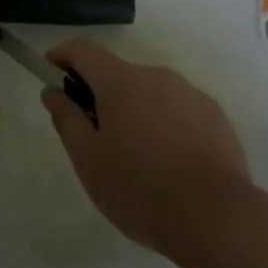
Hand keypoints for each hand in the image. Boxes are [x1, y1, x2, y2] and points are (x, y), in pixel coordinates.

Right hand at [41, 39, 251, 255]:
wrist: (216, 218)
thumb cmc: (139, 189)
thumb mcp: (88, 160)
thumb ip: (66, 119)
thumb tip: (52, 91)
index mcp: (121, 82)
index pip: (84, 50)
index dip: (62, 55)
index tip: (50, 72)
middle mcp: (156, 76)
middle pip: (118, 74)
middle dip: (101, 96)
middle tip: (94, 138)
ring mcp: (190, 94)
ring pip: (151, 94)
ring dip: (135, 112)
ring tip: (137, 159)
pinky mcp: (215, 116)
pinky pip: (179, 110)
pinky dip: (165, 125)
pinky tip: (170, 164)